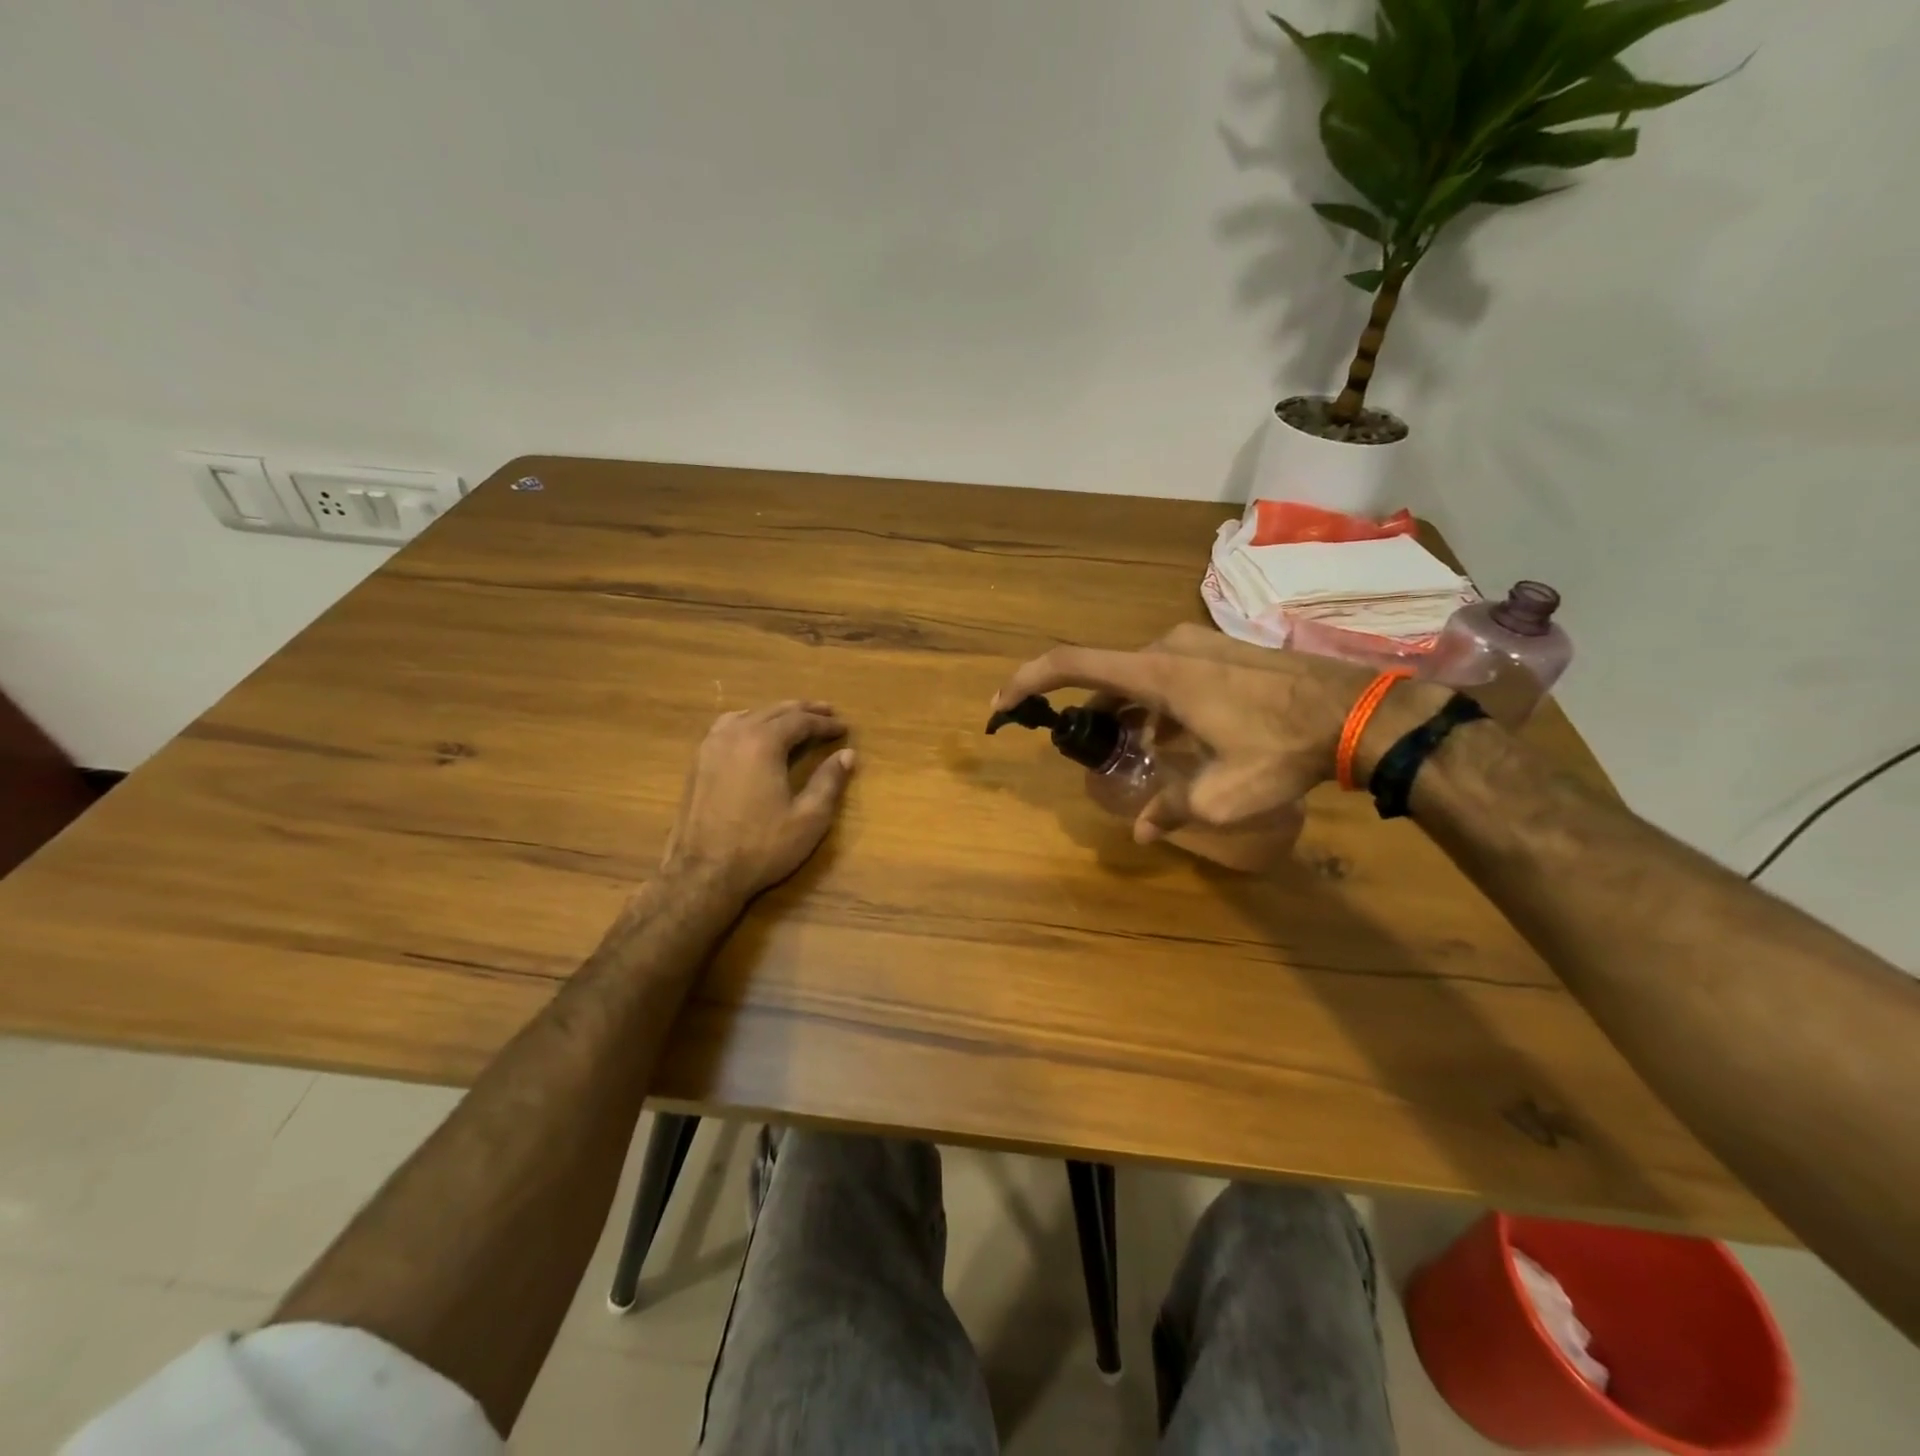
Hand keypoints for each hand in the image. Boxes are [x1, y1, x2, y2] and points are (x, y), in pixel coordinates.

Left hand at [662, 701, 855, 899]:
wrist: (702, 874)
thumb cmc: (761, 847)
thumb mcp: (808, 818)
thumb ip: (829, 781)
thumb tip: (847, 754)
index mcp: (762, 743)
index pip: (800, 721)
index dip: (825, 723)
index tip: (844, 728)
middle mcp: (734, 734)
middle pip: (773, 711)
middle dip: (803, 710)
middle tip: (827, 712)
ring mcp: (711, 746)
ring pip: (748, 715)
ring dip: (774, 714)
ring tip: (793, 718)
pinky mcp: (697, 762)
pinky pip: (726, 727)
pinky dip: (748, 722)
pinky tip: (753, 734)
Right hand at [992, 625, 1442, 840]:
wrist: (1358, 712)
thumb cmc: (1281, 749)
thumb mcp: (1221, 794)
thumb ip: (1172, 809)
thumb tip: (1143, 833)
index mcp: (1156, 672)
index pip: (1069, 664)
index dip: (1026, 681)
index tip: (1001, 706)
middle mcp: (1169, 646)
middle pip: (1106, 677)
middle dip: (1091, 715)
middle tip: (1091, 755)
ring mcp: (1198, 643)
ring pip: (1140, 677)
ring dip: (1130, 714)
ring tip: (1141, 758)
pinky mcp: (1221, 649)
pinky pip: (1170, 674)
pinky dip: (1158, 705)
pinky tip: (1178, 740)